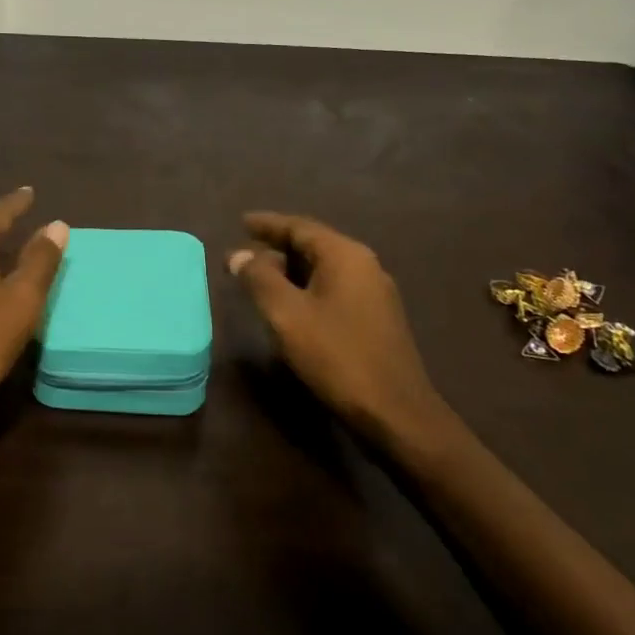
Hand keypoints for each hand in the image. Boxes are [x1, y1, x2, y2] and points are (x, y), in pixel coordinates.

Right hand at [227, 212, 454, 451]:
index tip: (241, 222)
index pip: (300, 226)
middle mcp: (364, 265)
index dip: (268, 224)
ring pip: (323, 269)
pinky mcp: (376, 319)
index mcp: (345, 255)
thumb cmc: (336, 355)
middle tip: (244, 255)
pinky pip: (333, 288)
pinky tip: (290, 306)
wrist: (394, 411)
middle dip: (276, 248)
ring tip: (260, 279)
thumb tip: (239, 254)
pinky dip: (306, 288)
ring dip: (290, 270)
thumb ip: (259, 279)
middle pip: (313, 245)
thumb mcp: (287, 315)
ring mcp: (374, 293)